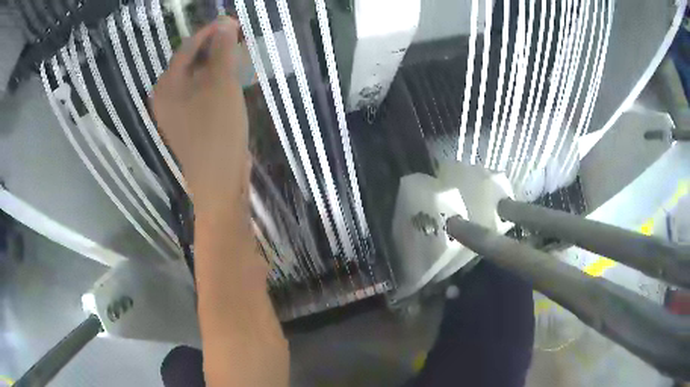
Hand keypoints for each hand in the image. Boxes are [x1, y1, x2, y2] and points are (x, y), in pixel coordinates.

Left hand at [152, 16, 247, 211]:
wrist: (219, 180)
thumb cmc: (217, 129)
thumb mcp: (221, 83)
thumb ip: (221, 49)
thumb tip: (224, 22)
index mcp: (166, 86)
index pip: (187, 48)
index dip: (211, 32)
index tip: (234, 23)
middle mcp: (166, 97)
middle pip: (191, 62)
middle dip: (216, 50)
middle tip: (240, 42)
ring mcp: (176, 113)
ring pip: (198, 79)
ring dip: (219, 67)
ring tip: (241, 60)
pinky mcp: (189, 124)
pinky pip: (201, 95)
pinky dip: (217, 85)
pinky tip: (232, 83)